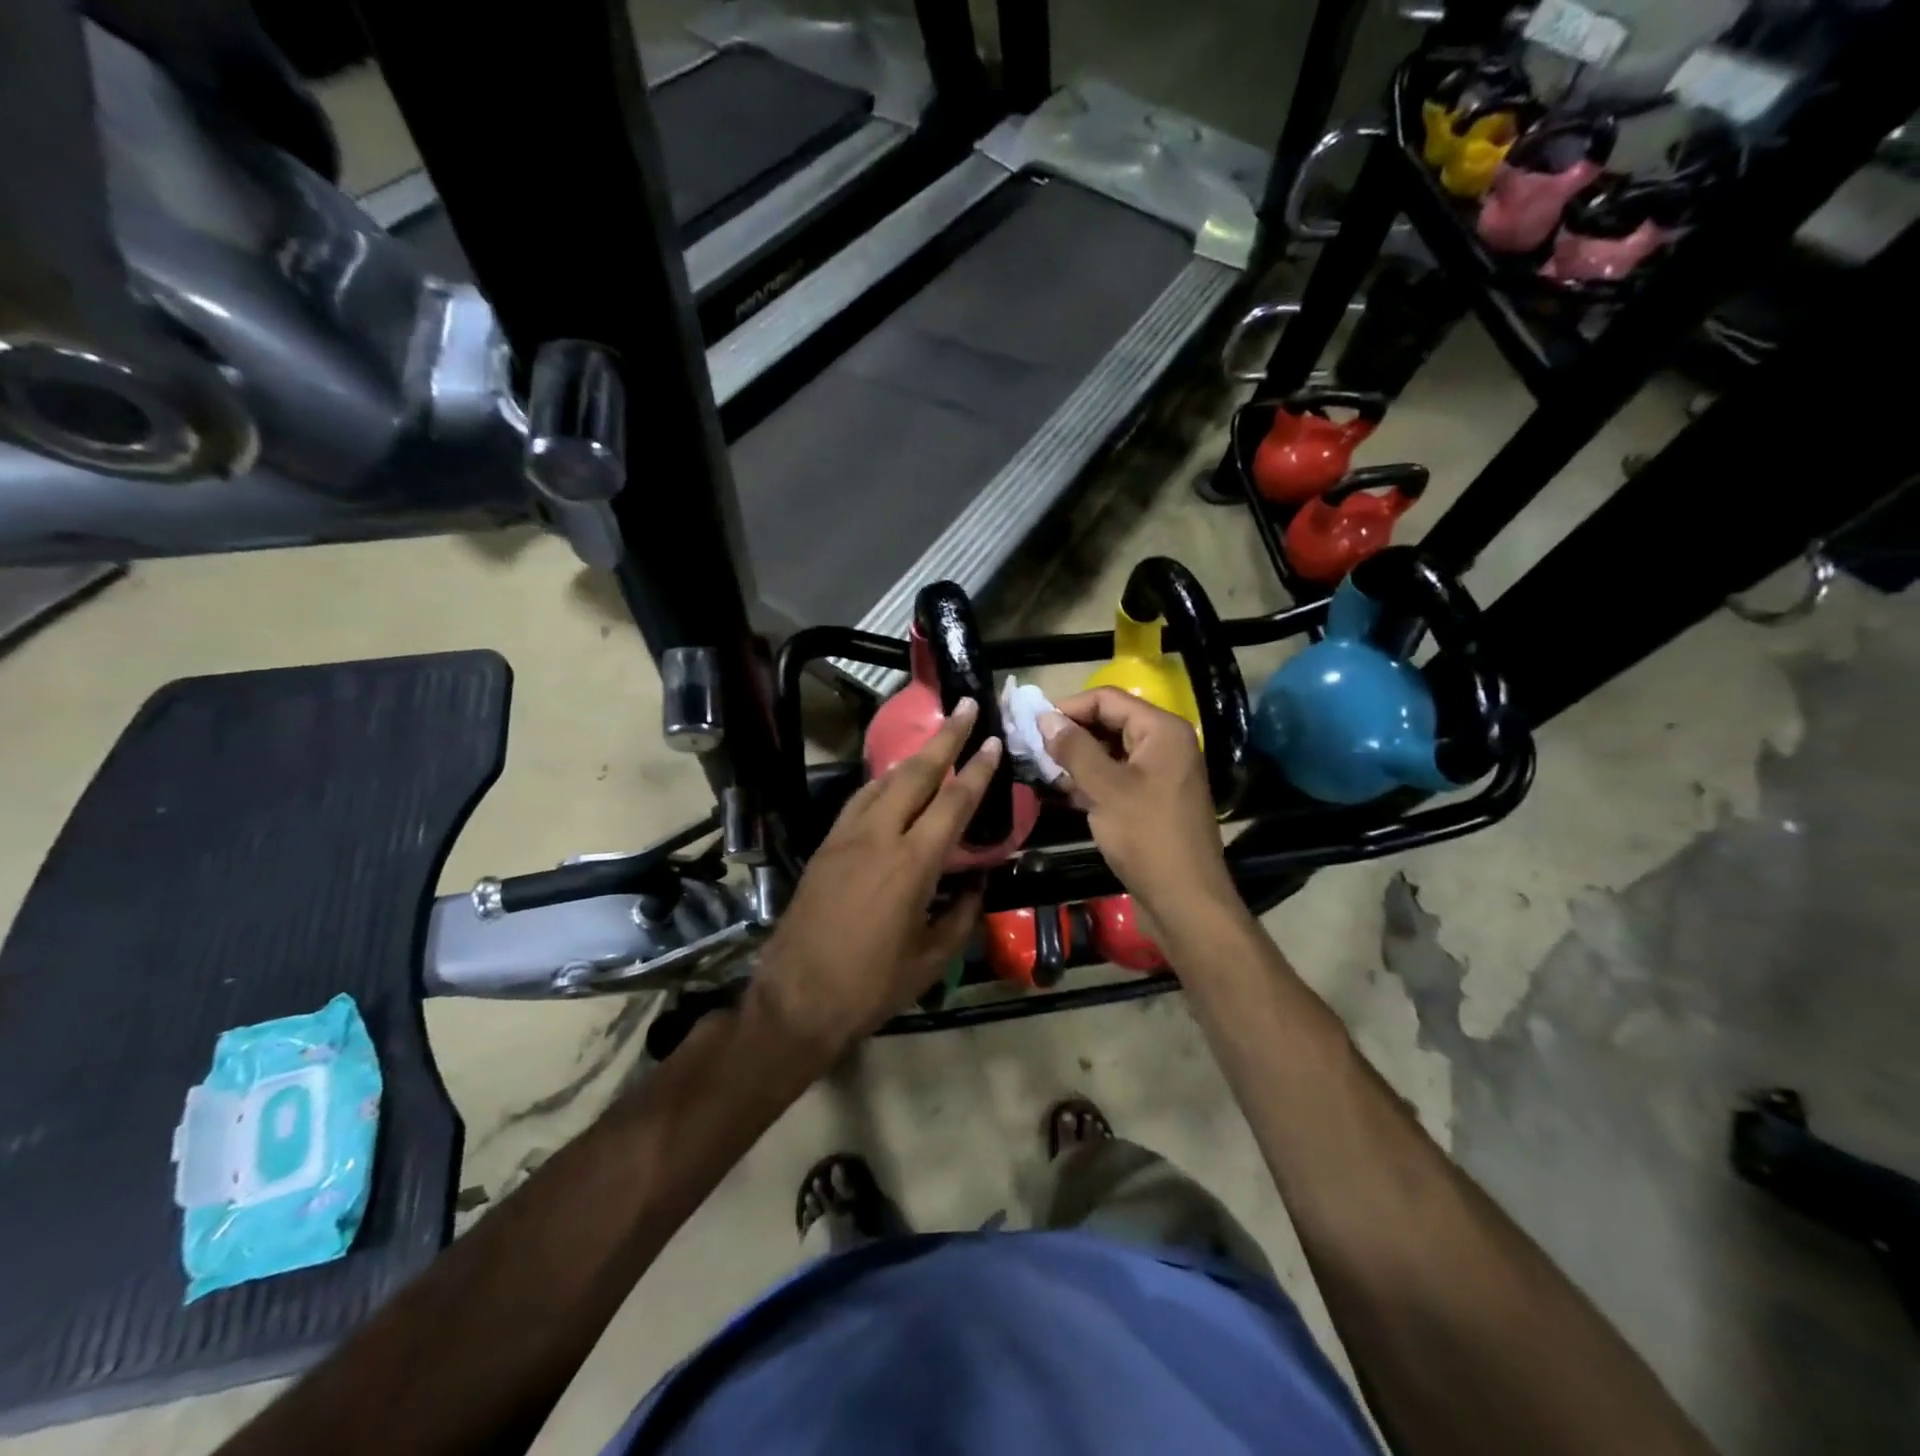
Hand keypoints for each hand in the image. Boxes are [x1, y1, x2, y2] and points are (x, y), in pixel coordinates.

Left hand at [752, 699, 997, 1063]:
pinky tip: (892, 784)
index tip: (990, 740)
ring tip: (935, 741)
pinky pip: (859, 801)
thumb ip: (961, 914)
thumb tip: (977, 884)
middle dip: (944, 738)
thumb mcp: (931, 958)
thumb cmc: (871, 986)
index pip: (953, 802)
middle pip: (915, 773)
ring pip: (883, 781)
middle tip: (964, 708)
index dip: (976, 769)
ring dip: (912, 757)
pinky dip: (882, 783)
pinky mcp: (825, 846)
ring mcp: (846, 837)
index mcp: (912, 864)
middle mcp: (878, 837)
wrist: (796, 1000)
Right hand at [1040, 689, 1238, 940]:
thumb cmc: (1146, 837)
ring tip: (1043, 771)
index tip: (1032, 724)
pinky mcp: (1154, 799)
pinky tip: (1065, 792)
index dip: (1068, 708)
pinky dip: (1093, 780)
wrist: (1185, 900)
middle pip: (1111, 722)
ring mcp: (1161, 773)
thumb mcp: (1105, 788)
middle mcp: (1165, 744)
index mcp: (1162, 730)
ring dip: (1079, 759)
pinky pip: (1119, 777)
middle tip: (1033, 749)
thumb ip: (1074, 748)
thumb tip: (1045, 717)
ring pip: (1112, 751)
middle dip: (1072, 733)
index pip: (1108, 699)